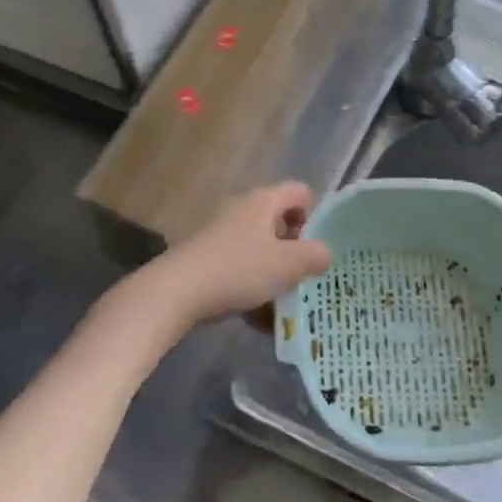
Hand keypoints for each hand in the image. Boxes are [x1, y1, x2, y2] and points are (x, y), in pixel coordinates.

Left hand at [141, 182, 331, 329]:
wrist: (176, 291)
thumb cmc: (238, 270)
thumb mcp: (287, 265)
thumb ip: (315, 255)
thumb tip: (324, 253)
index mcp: (264, 201)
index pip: (301, 192)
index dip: (316, 214)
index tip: (318, 246)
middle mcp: (243, 208)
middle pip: (281, 219)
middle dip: (296, 246)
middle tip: (306, 273)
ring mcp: (222, 231)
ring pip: (261, 244)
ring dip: (275, 267)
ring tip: (284, 296)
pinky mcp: (208, 255)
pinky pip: (242, 263)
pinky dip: (253, 280)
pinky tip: (257, 309)